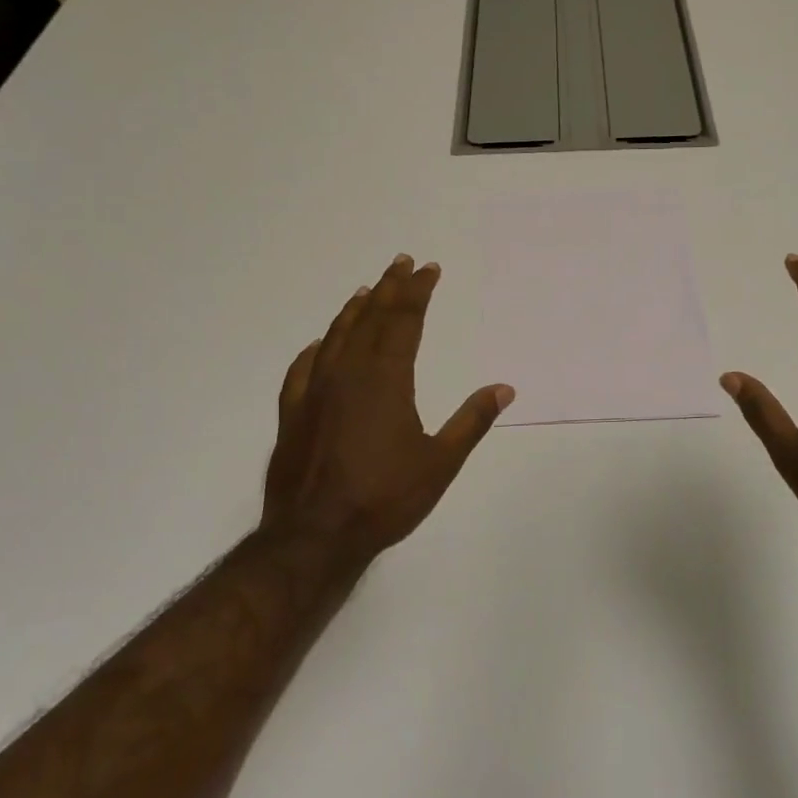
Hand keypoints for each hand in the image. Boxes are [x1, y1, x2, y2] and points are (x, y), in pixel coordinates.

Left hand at [258, 254, 512, 564]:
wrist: (314, 535)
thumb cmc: (384, 498)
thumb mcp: (440, 462)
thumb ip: (472, 421)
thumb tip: (504, 388)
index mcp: (386, 379)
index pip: (405, 321)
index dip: (418, 292)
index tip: (429, 269)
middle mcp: (348, 373)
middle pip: (371, 318)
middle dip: (390, 288)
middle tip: (401, 262)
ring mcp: (315, 391)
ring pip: (336, 335)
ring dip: (355, 309)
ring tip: (368, 289)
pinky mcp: (293, 412)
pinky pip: (304, 367)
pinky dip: (316, 348)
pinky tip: (320, 343)